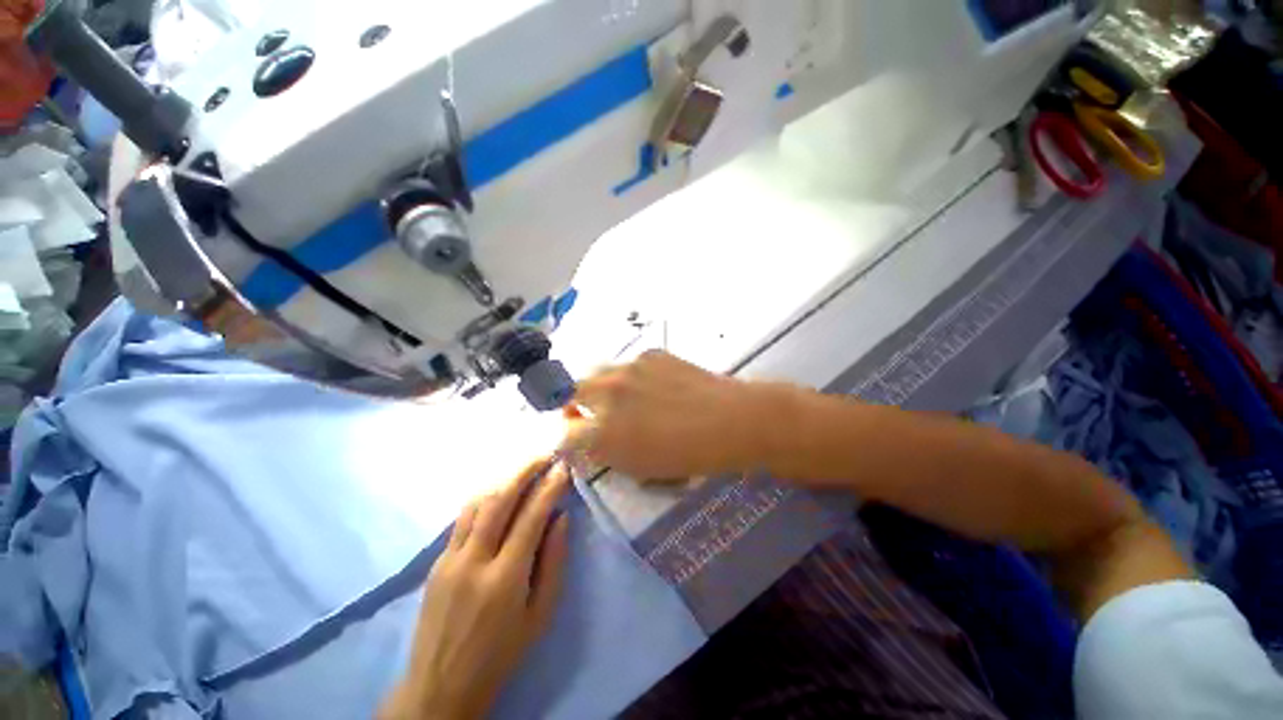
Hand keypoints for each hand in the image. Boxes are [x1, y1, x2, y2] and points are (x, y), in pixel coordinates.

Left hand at [381, 459, 571, 719]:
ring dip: (502, 481)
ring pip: (477, 504)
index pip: (531, 517)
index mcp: (505, 578)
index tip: (562, 467)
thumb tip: (561, 518)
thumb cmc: (501, 654)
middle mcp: (474, 561)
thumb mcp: (540, 615)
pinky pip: (463, 519)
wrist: (440, 686)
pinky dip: (485, 500)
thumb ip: (553, 563)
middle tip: (542, 455)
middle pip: (499, 500)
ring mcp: (450, 559)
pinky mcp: (436, 562)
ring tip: (523, 470)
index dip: (549, 487)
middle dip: (523, 471)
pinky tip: (498, 495)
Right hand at [562, 351, 787, 480]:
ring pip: (598, 372)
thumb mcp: (640, 468)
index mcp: (604, 432)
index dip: (569, 439)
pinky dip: (632, 376)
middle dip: (577, 404)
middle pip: (572, 392)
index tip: (578, 439)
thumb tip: (590, 441)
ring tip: (626, 397)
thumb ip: (607, 453)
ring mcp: (629, 368)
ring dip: (602, 387)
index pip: (564, 435)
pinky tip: (656, 385)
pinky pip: (629, 364)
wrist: (731, 420)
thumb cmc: (689, 456)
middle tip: (595, 414)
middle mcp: (607, 394)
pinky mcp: (650, 354)